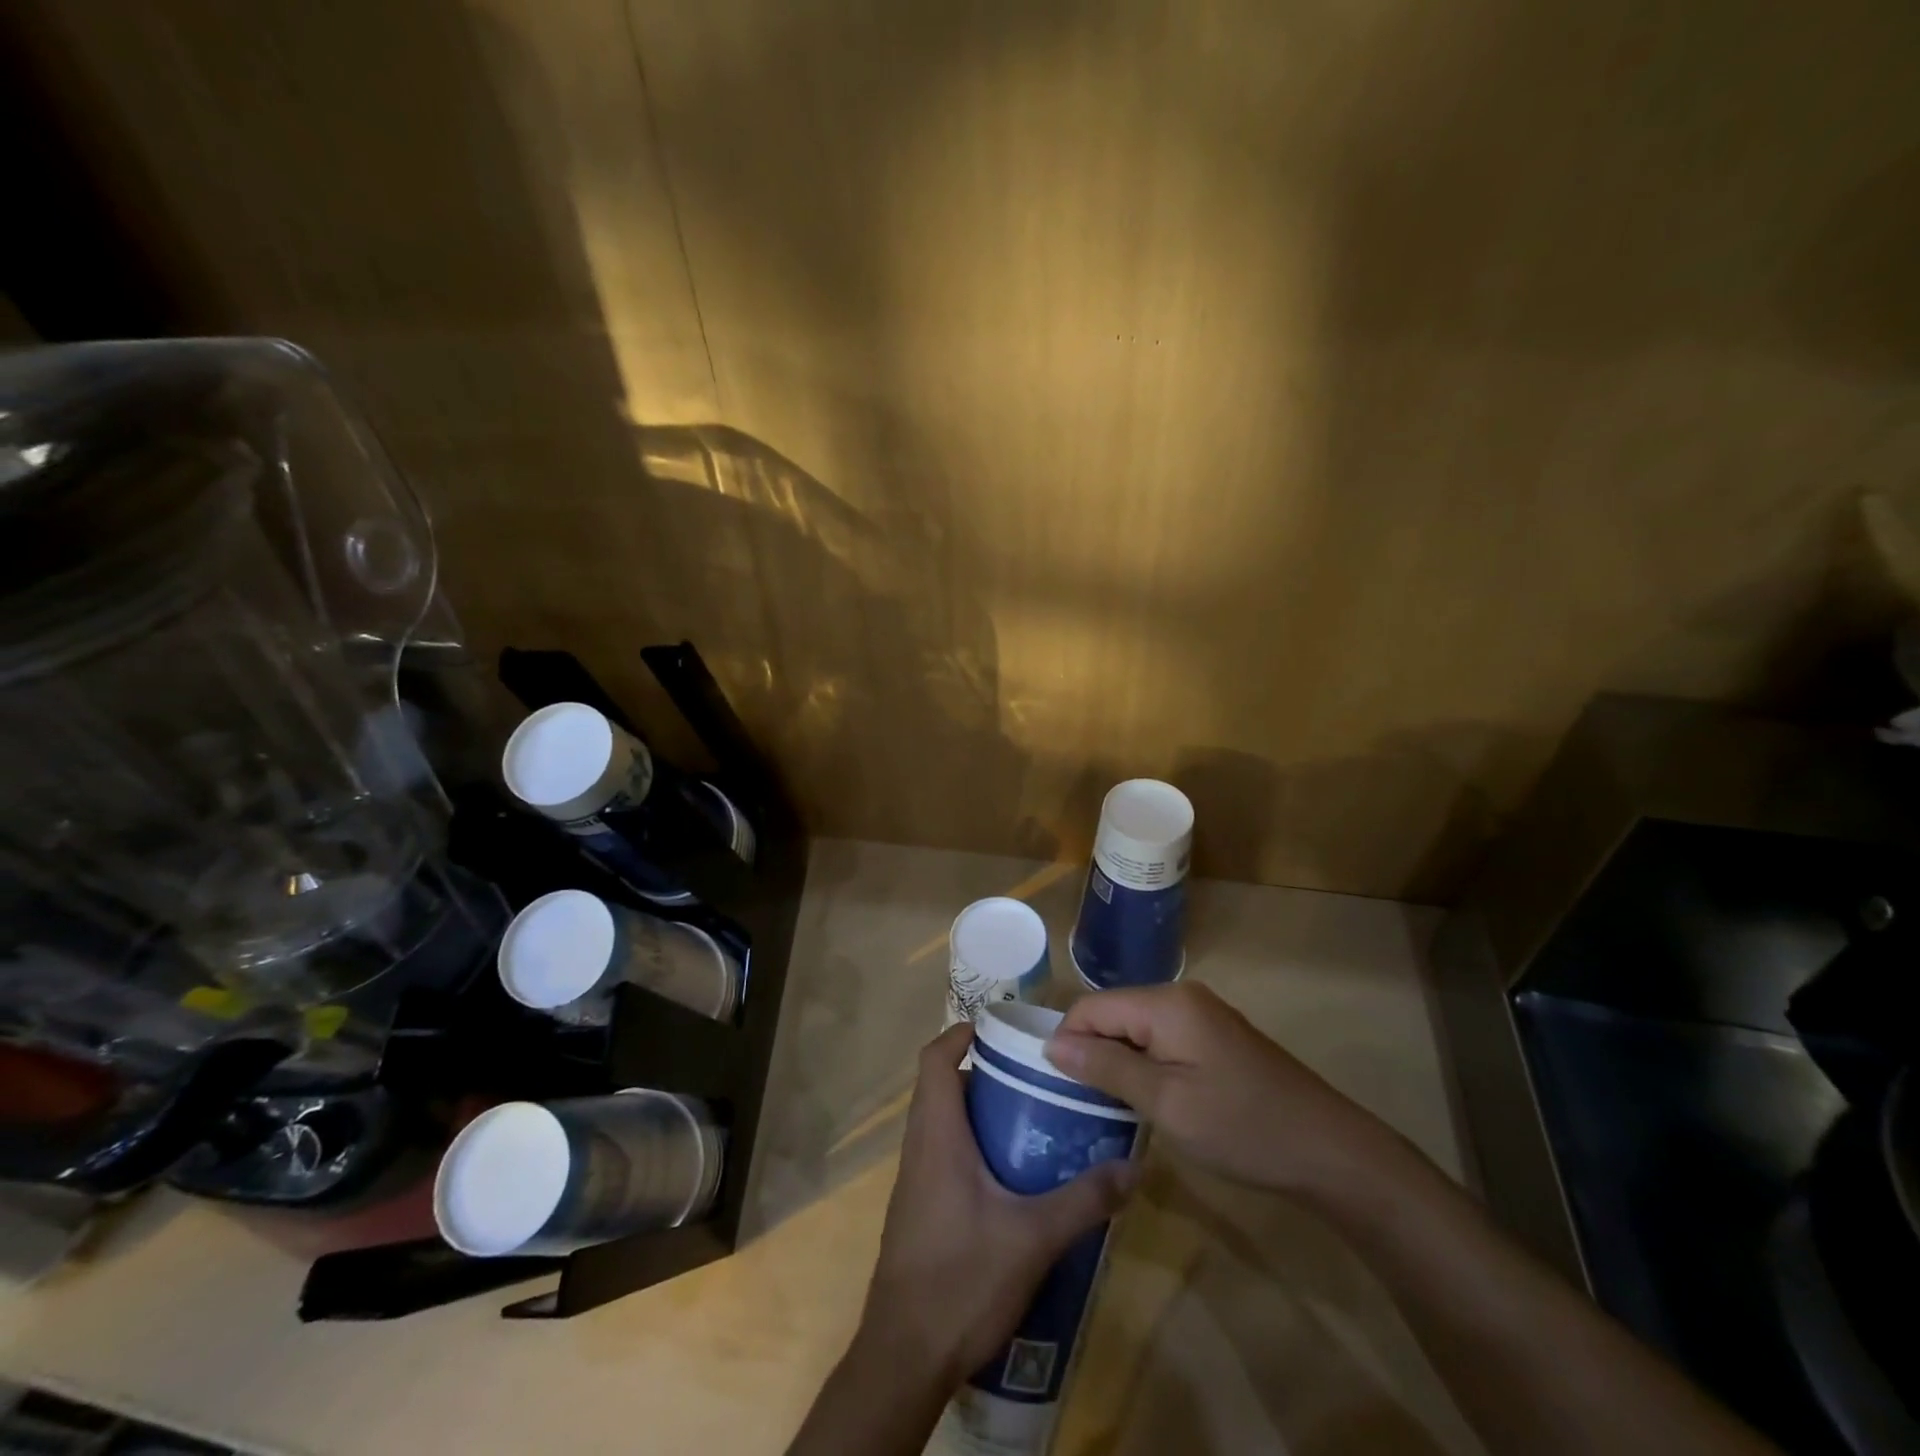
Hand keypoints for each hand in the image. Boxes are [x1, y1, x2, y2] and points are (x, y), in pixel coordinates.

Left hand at [858, 1021, 1140, 1385]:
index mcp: (936, 1135)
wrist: (904, 1357)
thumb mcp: (1033, 1238)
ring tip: (1031, 1120)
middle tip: (1032, 1076)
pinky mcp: (919, 1210)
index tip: (1000, 1029)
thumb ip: (1083, 1200)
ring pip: (942, 1123)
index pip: (935, 1060)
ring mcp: (914, 1181)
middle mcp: (919, 1148)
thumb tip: (1132, 1167)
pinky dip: (972, 1147)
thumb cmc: (961, 1280)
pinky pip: (942, 1155)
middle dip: (984, 1073)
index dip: (961, 1034)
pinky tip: (1011, 1178)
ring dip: (979, 1113)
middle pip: (942, 1087)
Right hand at [1045, 982, 1409, 1200]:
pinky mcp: (1216, 1039)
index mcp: (1166, 1003)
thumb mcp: (1166, 1102)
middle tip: (1079, 1103)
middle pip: (1114, 1014)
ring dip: (1118, 1062)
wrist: (1331, 1152)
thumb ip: (1107, 1068)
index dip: (1067, 1042)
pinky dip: (1145, 1066)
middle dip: (1091, 1052)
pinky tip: (1146, 1099)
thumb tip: (1053, 1045)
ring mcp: (1203, 1017)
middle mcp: (1181, 997)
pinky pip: (1162, 1041)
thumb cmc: (1242, 1127)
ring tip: (1106, 1105)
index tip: (1054, 1087)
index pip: (1092, 1007)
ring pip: (1137, 1029)